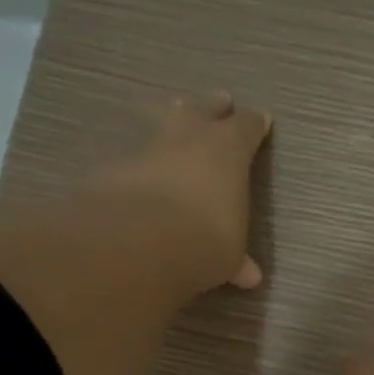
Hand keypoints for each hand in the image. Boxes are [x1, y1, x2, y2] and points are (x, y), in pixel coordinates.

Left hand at [88, 92, 270, 294]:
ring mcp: (146, 148)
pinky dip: (136, 160)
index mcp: (227, 151)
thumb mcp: (228, 255)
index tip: (261, 119)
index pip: (246, 127)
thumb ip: (236, 259)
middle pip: (203, 110)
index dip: (254, 124)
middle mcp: (188, 138)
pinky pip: (130, 155)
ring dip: (168, 120)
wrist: (139, 241)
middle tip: (220, 100)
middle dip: (213, 106)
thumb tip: (249, 275)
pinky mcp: (112, 165)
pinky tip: (134, 168)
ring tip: (170, 113)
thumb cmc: (205, 240)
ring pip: (160, 122)